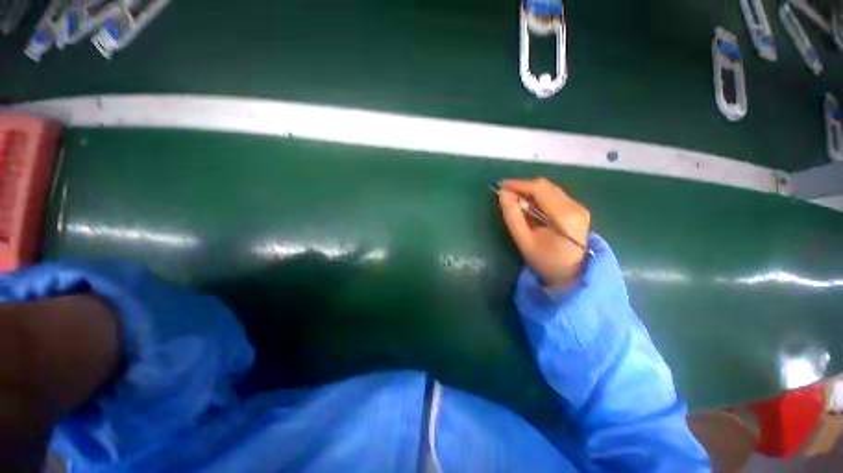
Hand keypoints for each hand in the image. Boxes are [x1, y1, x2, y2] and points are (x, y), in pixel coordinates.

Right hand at [498, 177, 590, 286]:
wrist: (572, 276)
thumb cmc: (545, 261)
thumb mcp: (524, 240)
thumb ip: (513, 216)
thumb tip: (504, 194)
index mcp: (564, 215)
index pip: (540, 189)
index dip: (518, 184)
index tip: (500, 186)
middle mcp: (575, 206)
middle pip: (546, 186)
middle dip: (523, 187)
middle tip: (505, 194)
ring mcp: (578, 207)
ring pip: (550, 189)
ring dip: (530, 192)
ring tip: (515, 201)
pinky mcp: (577, 210)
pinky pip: (554, 196)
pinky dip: (539, 198)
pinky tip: (529, 207)